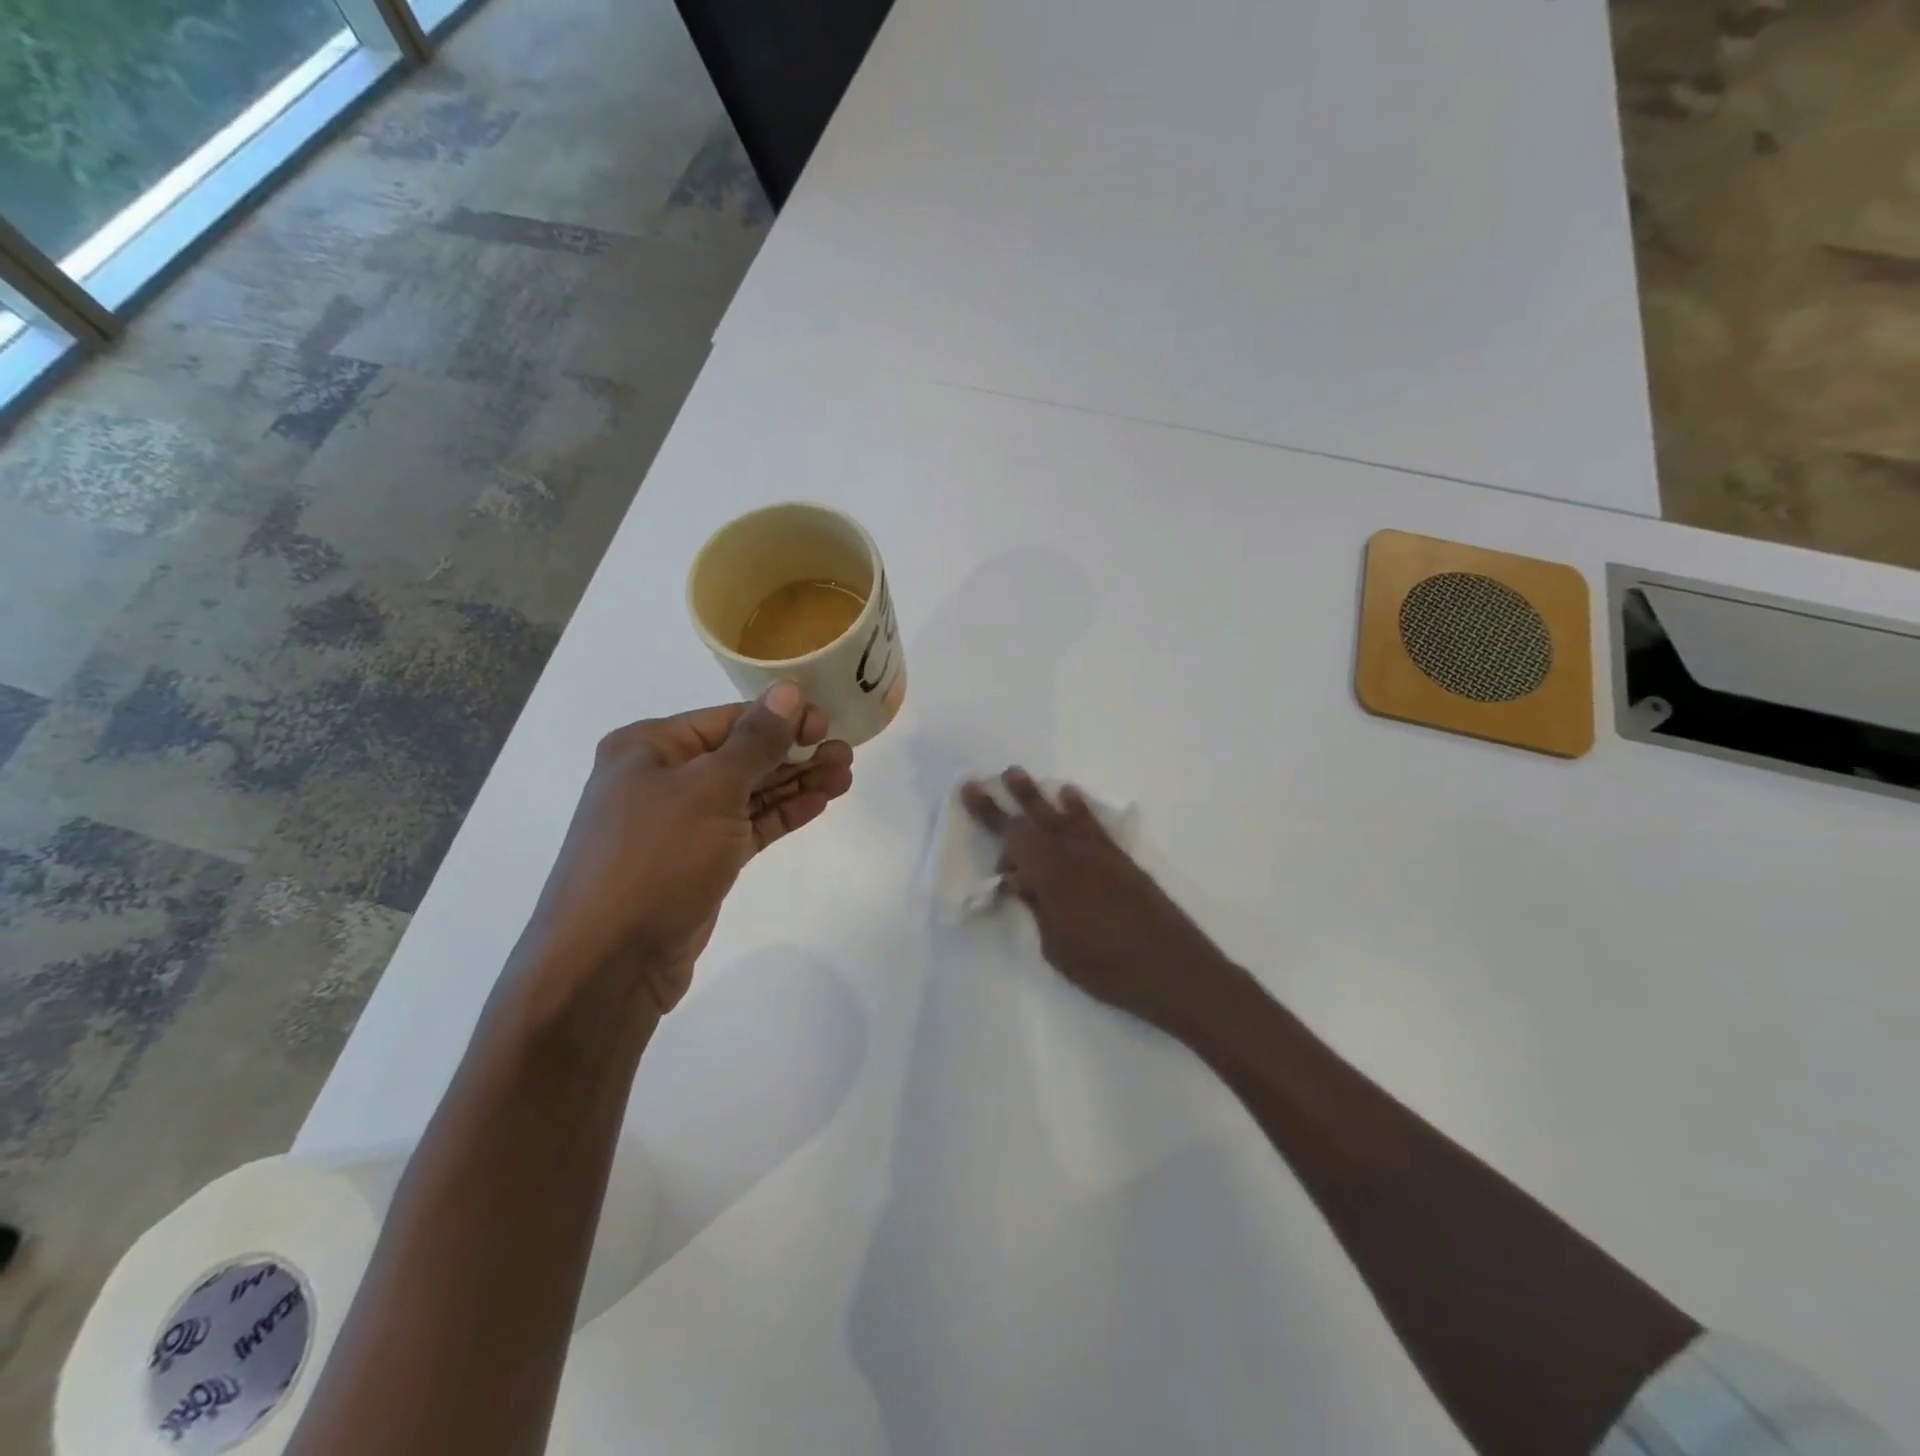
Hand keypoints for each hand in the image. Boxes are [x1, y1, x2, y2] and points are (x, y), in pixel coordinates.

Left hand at [522, 682, 853, 1016]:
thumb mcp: (710, 789)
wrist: (608, 963)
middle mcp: (661, 779)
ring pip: (748, 793)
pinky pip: (746, 827)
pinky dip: (781, 814)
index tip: (826, 723)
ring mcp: (680, 823)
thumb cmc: (655, 858)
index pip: (727, 719)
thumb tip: (788, 691)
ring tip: (844, 774)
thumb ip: (755, 741)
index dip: (779, 718)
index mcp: (648, 747)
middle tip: (845, 753)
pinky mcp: (698, 861)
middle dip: (794, 752)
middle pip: (741, 755)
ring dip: (795, 783)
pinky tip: (819, 803)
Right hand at [961, 767, 1245, 1039]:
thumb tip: (1022, 882)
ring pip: (1063, 816)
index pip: (1014, 838)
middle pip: (1035, 820)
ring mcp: (1101, 855)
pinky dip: (1078, 808)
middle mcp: (1076, 856)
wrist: (1176, 970)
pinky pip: (1093, 825)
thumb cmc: (1109, 969)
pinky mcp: (1122, 861)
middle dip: (1008, 799)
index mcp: (1054, 877)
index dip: (990, 816)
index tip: (970, 793)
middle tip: (988, 777)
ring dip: (1039, 796)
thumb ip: (1038, 909)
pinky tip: (1069, 796)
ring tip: (1018, 774)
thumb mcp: (1058, 949)